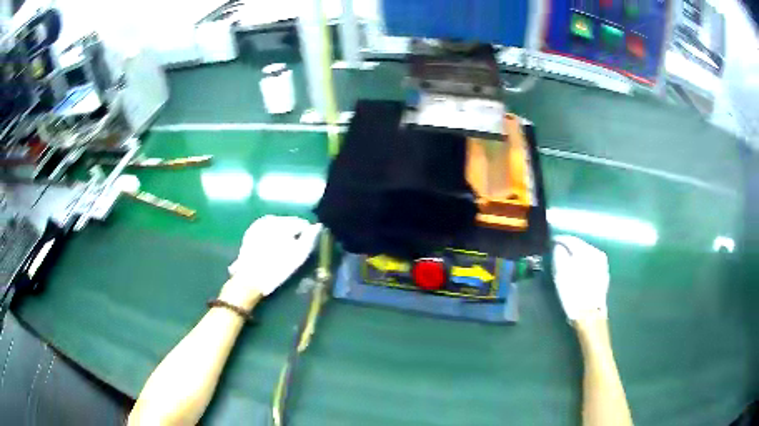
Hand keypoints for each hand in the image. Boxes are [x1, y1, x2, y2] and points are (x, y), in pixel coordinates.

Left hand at [220, 216, 321, 309]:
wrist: (249, 279)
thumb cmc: (277, 269)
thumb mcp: (299, 256)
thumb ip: (310, 238)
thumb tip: (318, 226)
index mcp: (281, 222)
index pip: (302, 223)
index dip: (306, 236)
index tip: (304, 249)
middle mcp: (268, 219)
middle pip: (289, 224)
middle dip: (293, 235)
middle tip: (292, 253)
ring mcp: (257, 225)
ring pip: (277, 227)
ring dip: (282, 236)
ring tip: (281, 253)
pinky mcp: (250, 233)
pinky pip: (267, 232)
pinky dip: (271, 238)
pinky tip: (270, 252)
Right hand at [552, 235, 609, 320]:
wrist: (589, 313)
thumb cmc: (572, 293)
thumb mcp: (560, 273)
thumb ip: (558, 255)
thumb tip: (559, 246)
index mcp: (584, 250)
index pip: (570, 239)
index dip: (559, 239)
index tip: (551, 242)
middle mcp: (596, 252)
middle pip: (580, 244)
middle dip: (569, 246)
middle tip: (559, 250)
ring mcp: (602, 263)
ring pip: (586, 252)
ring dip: (577, 254)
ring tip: (568, 259)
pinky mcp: (604, 272)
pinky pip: (591, 261)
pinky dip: (584, 262)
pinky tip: (578, 269)